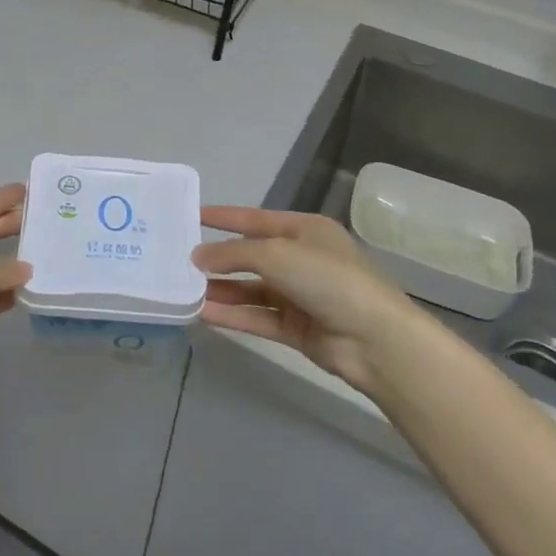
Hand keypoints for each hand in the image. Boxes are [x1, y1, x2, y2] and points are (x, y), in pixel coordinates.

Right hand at [192, 206, 421, 395]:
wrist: (374, 339)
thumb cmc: (327, 279)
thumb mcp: (276, 254)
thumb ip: (233, 253)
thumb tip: (197, 256)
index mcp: (305, 230)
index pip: (256, 219)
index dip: (224, 217)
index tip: (192, 215)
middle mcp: (303, 259)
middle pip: (253, 256)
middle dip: (220, 259)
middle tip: (180, 260)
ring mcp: (301, 295)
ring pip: (253, 289)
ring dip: (222, 289)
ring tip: (185, 290)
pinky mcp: (298, 328)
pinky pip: (259, 317)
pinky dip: (234, 315)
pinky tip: (204, 314)